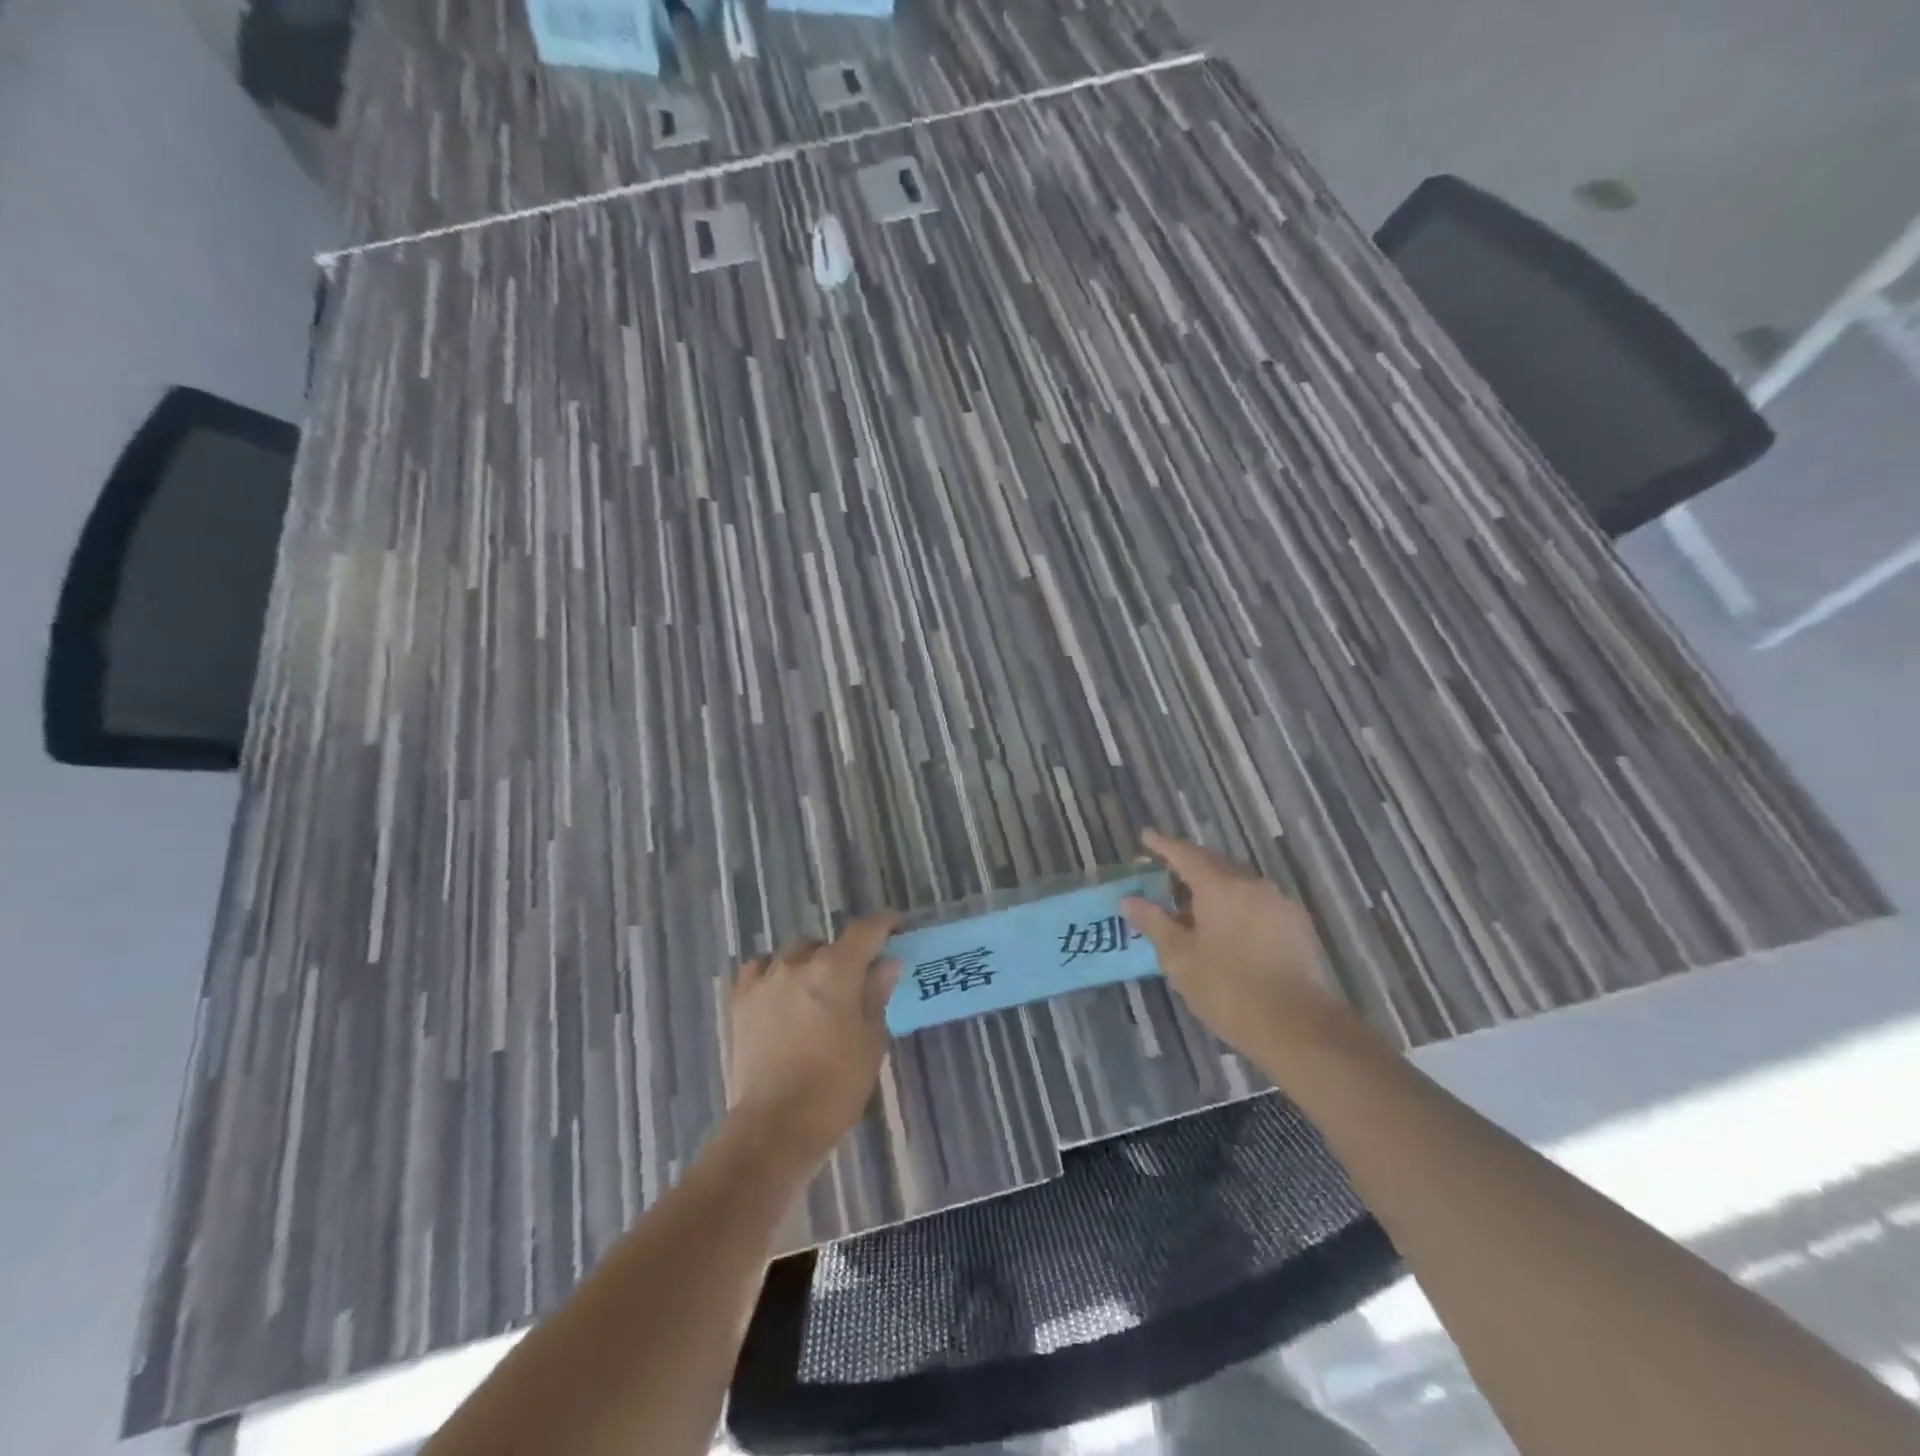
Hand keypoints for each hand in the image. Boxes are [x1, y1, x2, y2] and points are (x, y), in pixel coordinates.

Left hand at [727, 912, 900, 1167]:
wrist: (775, 1126)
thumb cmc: (836, 1086)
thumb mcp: (872, 1041)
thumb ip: (877, 994)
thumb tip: (886, 963)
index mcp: (837, 969)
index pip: (865, 930)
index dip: (884, 924)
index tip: (895, 928)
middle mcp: (799, 962)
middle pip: (828, 943)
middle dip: (845, 954)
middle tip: (856, 981)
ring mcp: (766, 979)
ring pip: (794, 953)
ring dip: (810, 963)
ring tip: (817, 990)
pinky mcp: (741, 1000)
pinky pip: (760, 969)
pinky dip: (774, 972)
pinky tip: (781, 990)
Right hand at [1121, 830, 1368, 1066]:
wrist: (1299, 1028)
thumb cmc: (1229, 991)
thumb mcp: (1180, 959)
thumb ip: (1154, 923)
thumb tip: (1129, 900)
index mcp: (1220, 886)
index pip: (1185, 855)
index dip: (1163, 845)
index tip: (1146, 836)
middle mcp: (1251, 884)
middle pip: (1214, 862)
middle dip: (1188, 863)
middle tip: (1164, 871)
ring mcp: (1278, 902)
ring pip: (1238, 881)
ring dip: (1213, 884)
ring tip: (1192, 902)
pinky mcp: (1296, 923)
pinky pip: (1256, 899)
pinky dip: (1235, 901)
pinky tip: (1225, 924)